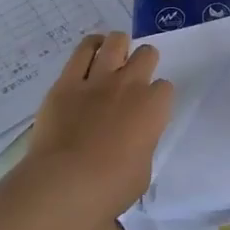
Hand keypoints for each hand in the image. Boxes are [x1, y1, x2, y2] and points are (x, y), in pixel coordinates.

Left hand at [24, 33, 174, 220]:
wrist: (65, 185)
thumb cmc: (110, 188)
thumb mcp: (142, 171)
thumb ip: (143, 146)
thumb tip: (132, 143)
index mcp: (153, 108)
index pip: (165, 88)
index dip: (156, 98)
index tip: (147, 111)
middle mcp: (130, 85)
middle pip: (147, 54)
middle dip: (143, 64)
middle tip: (131, 82)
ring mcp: (98, 80)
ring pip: (116, 41)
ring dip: (118, 48)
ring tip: (112, 60)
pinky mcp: (67, 82)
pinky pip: (82, 50)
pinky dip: (90, 47)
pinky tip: (91, 53)